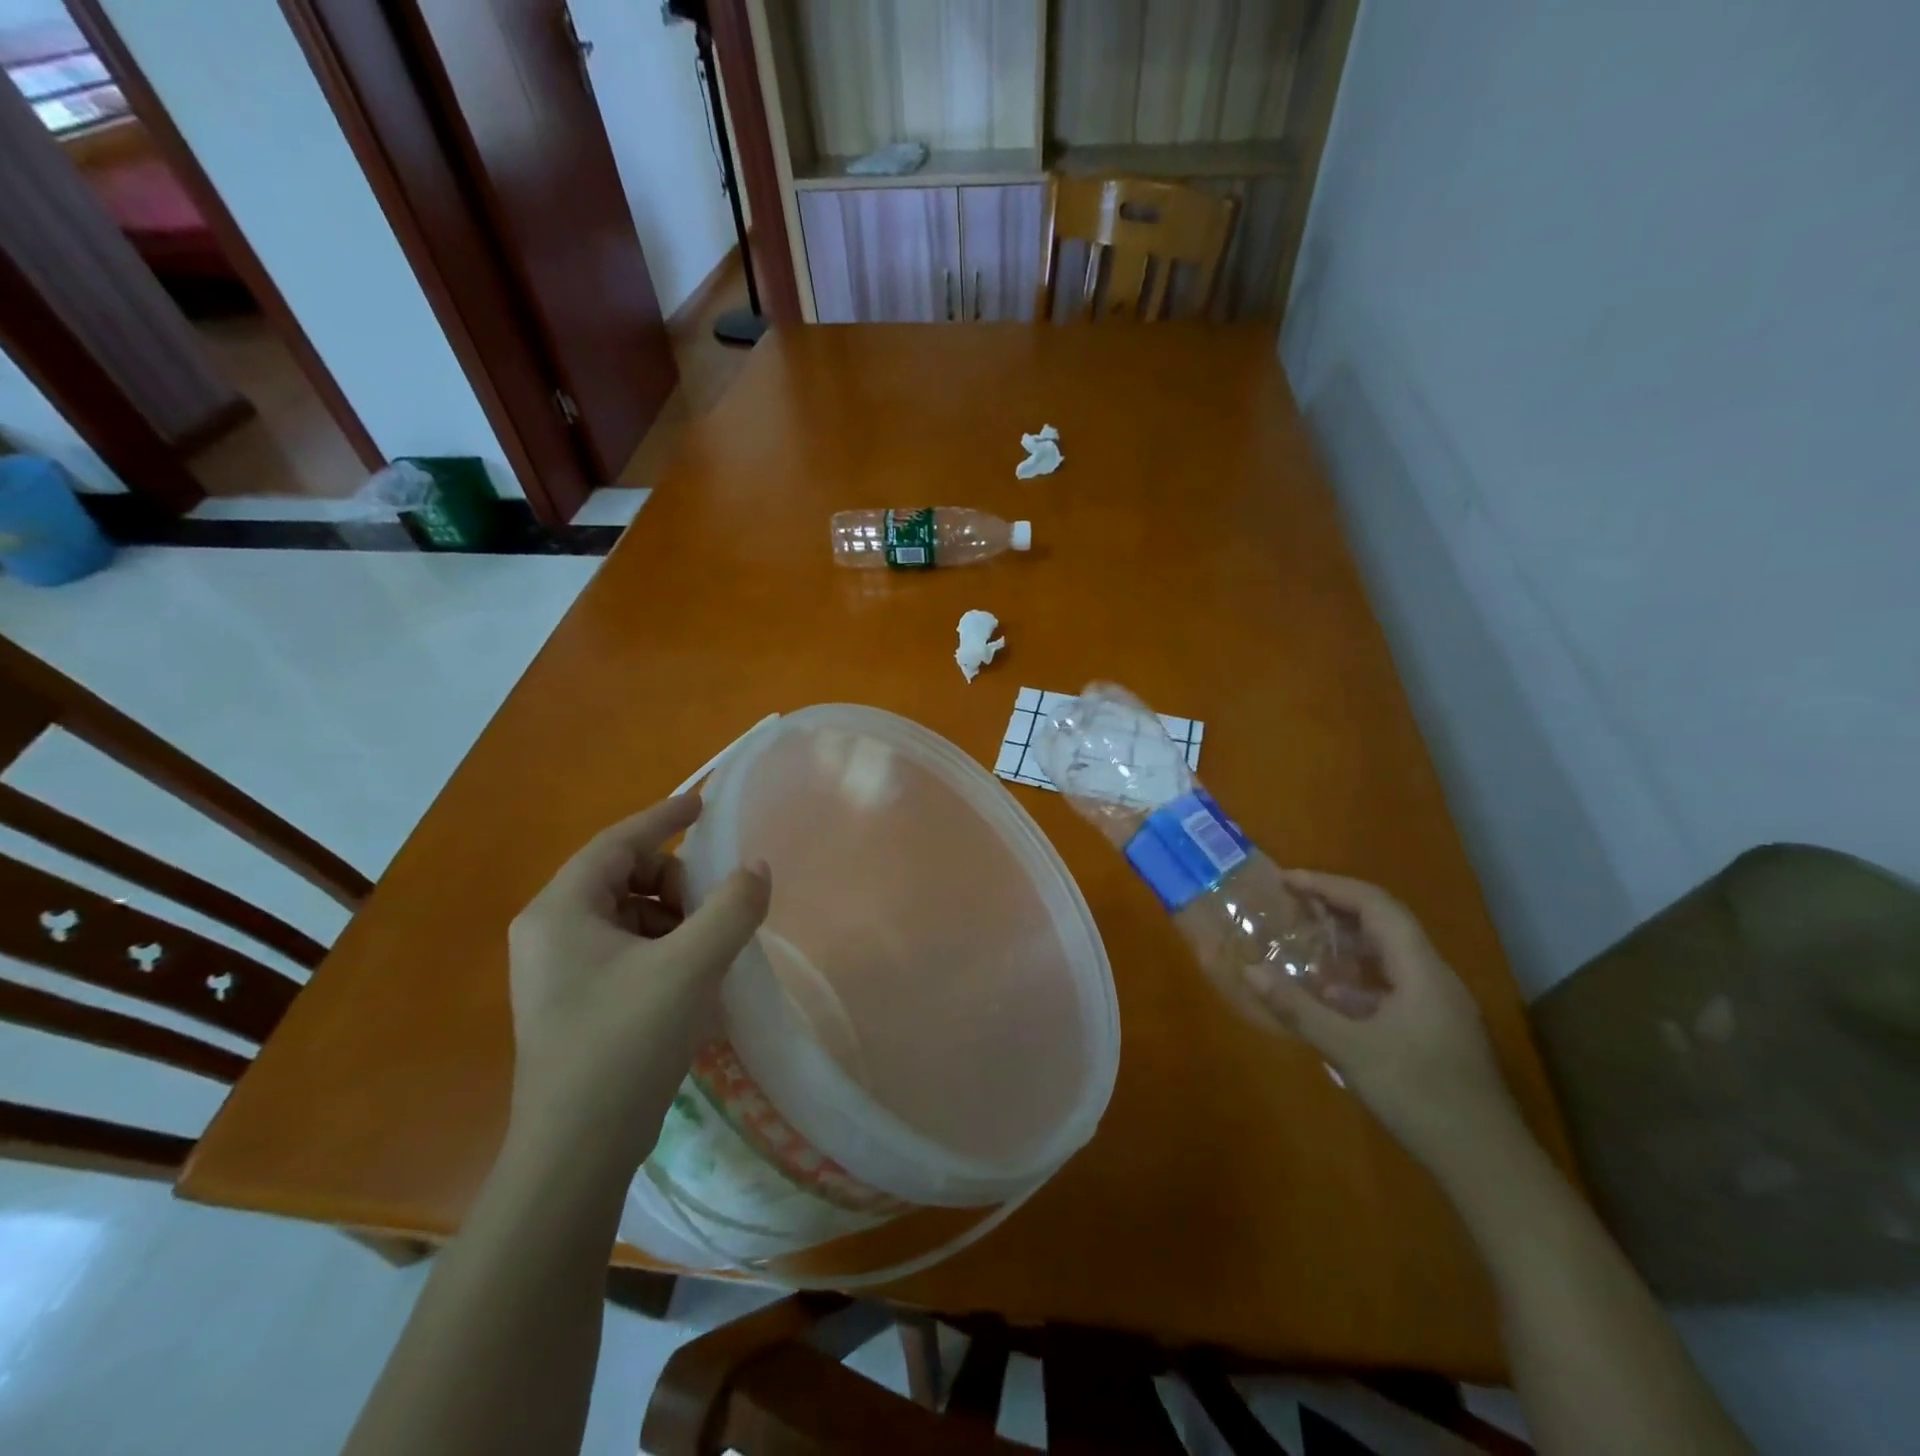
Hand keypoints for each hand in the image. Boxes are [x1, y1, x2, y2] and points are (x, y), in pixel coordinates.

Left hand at [505, 795, 769, 1169]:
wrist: (574, 1154)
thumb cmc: (624, 1045)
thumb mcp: (689, 967)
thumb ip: (731, 908)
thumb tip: (757, 867)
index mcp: (561, 911)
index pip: (617, 842)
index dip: (664, 818)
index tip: (704, 803)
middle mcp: (549, 932)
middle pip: (623, 877)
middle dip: (675, 883)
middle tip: (715, 908)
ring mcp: (557, 970)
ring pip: (627, 915)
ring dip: (673, 918)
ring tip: (708, 949)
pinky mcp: (573, 1001)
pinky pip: (625, 949)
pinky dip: (662, 948)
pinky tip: (691, 978)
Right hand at [1252, 870, 1524, 1177]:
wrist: (1488, 1166)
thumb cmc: (1420, 1096)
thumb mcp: (1350, 1050)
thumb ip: (1299, 1008)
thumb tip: (1252, 971)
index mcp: (1421, 970)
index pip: (1375, 905)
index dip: (1329, 886)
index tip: (1287, 880)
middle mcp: (1434, 976)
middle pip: (1384, 922)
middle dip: (1336, 905)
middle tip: (1290, 901)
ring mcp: (1439, 1004)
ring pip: (1390, 953)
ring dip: (1347, 939)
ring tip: (1304, 937)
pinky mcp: (1436, 1029)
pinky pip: (1391, 982)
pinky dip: (1357, 975)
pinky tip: (1330, 994)